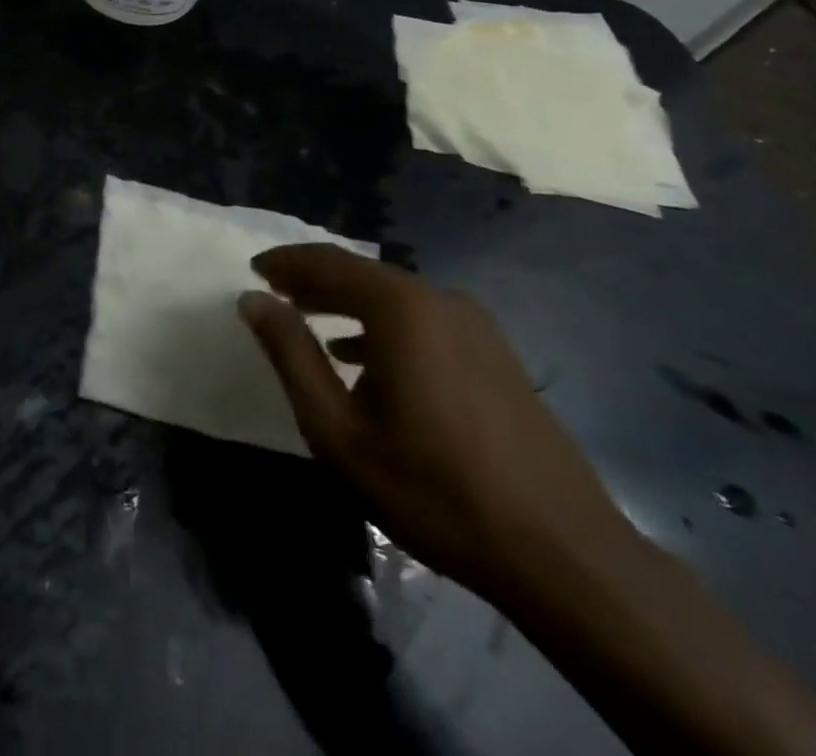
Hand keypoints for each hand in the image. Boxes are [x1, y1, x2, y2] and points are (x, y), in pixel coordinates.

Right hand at [238, 245, 632, 602]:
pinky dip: (383, 325)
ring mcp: (476, 325)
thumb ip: (291, 355)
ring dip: (347, 303)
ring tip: (310, 321)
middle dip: (313, 280)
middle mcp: (440, 299)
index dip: (285, 262)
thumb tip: (254, 300)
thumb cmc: (432, 488)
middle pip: (362, 274)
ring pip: (394, 297)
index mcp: (401, 307)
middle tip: (274, 293)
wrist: (562, 553)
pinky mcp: (496, 353)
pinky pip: (423, 320)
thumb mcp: (339, 430)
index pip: (327, 261)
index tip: (253, 270)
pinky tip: (367, 359)